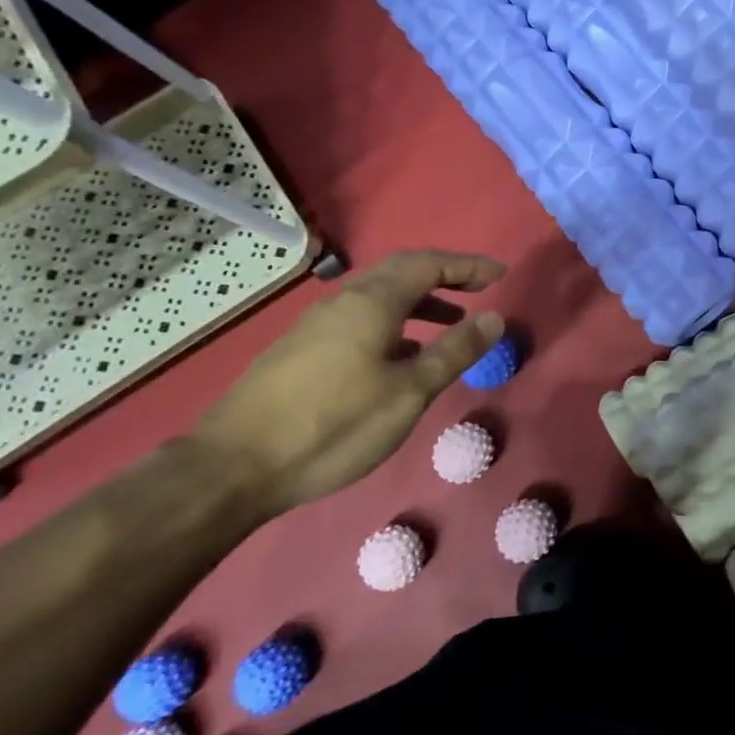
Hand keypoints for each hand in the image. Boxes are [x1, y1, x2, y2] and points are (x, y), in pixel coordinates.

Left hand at [191, 249, 504, 518]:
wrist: (234, 468)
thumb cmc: (335, 426)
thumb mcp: (409, 393)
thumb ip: (454, 352)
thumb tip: (494, 318)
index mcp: (371, 303)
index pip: (428, 265)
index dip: (468, 266)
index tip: (500, 275)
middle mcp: (343, 302)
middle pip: (400, 272)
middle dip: (443, 276)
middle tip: (478, 289)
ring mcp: (316, 325)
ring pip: (377, 297)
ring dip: (418, 301)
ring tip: (448, 324)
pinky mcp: (301, 351)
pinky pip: (360, 319)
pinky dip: (393, 323)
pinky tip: (400, 356)